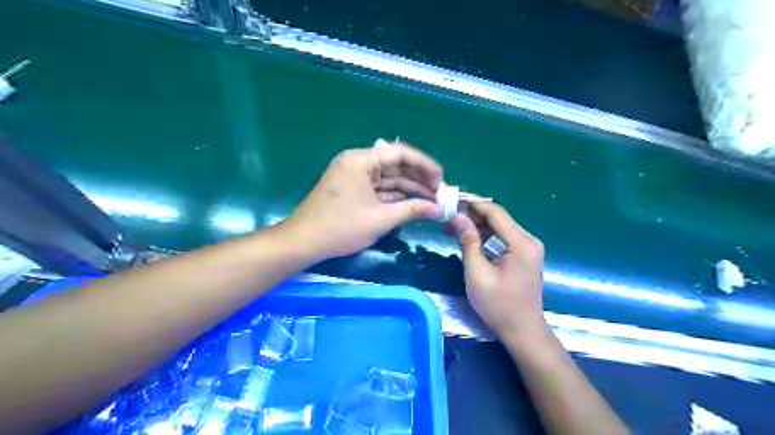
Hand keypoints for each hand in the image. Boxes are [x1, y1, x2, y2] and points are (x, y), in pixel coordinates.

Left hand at [284, 143, 445, 259]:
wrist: (303, 242)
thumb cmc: (341, 227)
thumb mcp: (381, 218)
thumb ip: (413, 210)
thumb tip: (438, 210)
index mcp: (362, 160)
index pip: (401, 153)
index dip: (425, 165)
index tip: (441, 180)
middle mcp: (358, 163)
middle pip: (395, 165)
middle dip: (418, 180)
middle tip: (439, 194)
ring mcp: (354, 177)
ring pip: (388, 179)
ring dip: (409, 190)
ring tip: (431, 201)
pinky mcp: (352, 190)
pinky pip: (378, 189)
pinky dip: (395, 197)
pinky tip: (413, 205)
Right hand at [445, 203, 547, 338]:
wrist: (522, 331)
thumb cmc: (498, 305)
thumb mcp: (477, 273)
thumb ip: (468, 242)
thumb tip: (457, 216)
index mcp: (521, 243)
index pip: (495, 212)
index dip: (473, 204)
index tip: (451, 202)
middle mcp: (528, 240)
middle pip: (498, 218)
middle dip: (472, 216)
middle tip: (448, 218)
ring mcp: (528, 248)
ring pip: (499, 227)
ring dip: (477, 226)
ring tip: (452, 228)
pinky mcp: (524, 255)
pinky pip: (502, 238)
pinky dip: (485, 237)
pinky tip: (468, 239)